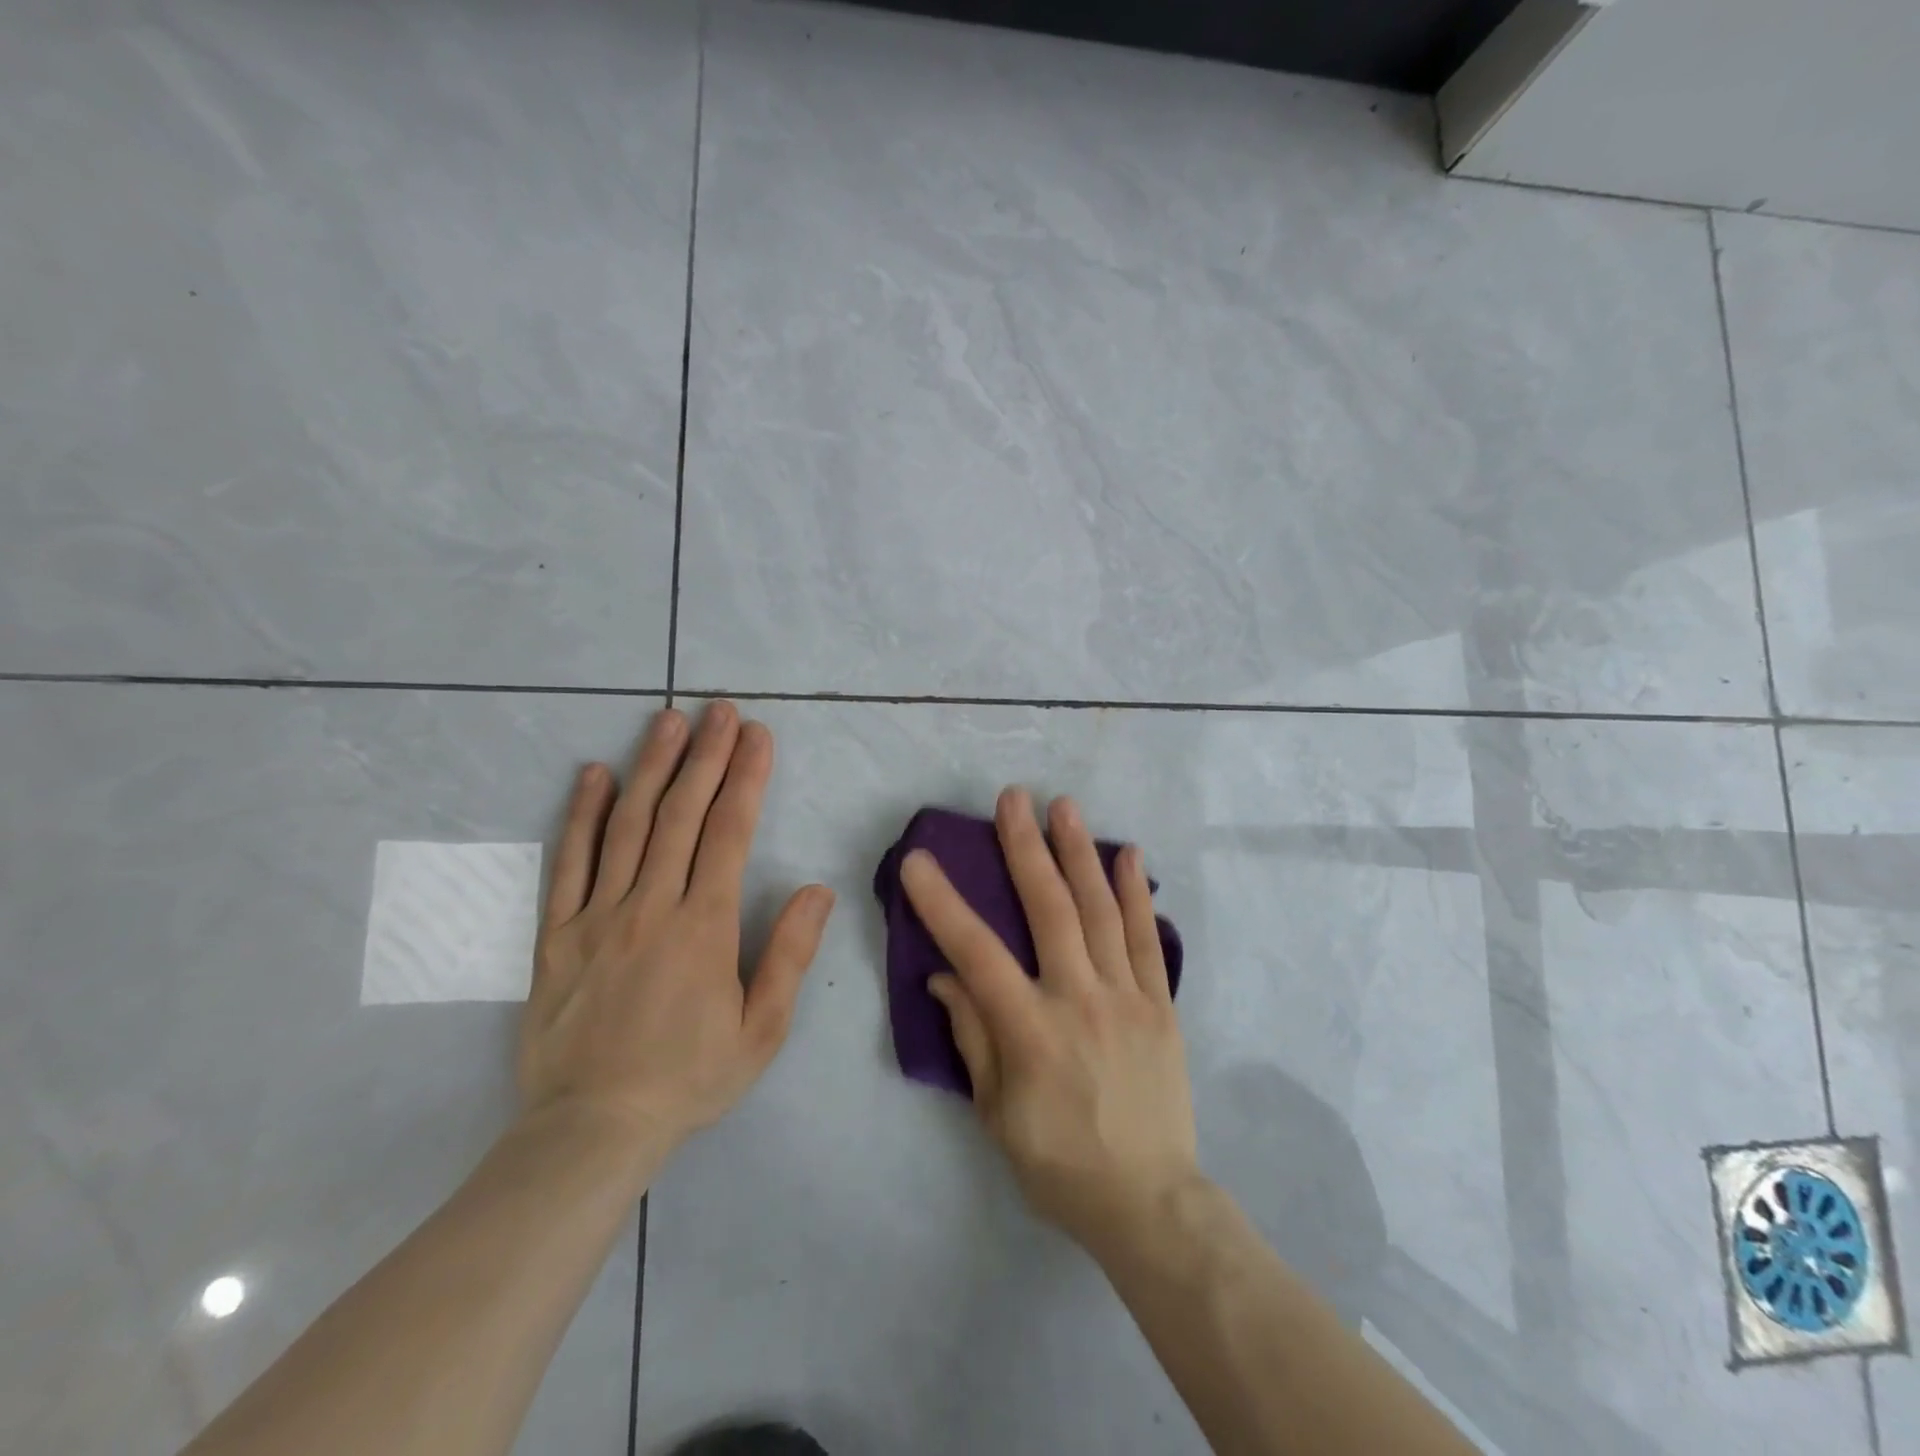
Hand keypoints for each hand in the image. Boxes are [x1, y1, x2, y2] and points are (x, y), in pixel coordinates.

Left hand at [517, 700, 835, 1153]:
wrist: (591, 1129)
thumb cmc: (688, 1078)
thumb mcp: (761, 1031)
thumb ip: (789, 955)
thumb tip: (817, 890)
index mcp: (703, 927)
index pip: (729, 834)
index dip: (747, 779)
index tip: (758, 737)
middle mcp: (650, 906)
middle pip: (680, 815)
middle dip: (706, 756)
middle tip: (720, 711)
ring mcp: (597, 916)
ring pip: (627, 826)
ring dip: (651, 767)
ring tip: (668, 721)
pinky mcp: (556, 934)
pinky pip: (568, 863)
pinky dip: (581, 815)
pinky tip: (592, 775)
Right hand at [900, 788, 1198, 1251]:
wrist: (1150, 1200)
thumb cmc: (1059, 1163)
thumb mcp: (997, 1114)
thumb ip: (973, 1037)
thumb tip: (945, 978)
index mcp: (1032, 1031)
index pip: (977, 953)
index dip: (944, 905)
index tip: (918, 861)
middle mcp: (1080, 1000)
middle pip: (1050, 910)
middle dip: (1026, 848)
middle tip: (1013, 798)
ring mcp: (1127, 997)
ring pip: (1101, 911)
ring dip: (1080, 854)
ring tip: (1065, 806)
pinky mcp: (1161, 1004)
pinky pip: (1148, 940)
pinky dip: (1137, 894)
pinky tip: (1129, 855)